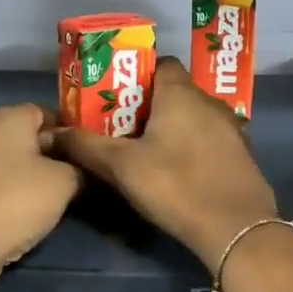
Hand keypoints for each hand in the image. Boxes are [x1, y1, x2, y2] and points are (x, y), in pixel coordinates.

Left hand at [0, 103, 80, 286]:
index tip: (87, 152)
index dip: (70, 130)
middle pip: (27, 137)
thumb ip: (78, 168)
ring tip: (54, 197)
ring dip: (31, 176)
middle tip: (77, 176)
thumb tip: (78, 169)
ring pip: (11, 162)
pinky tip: (25, 212)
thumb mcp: (65, 182)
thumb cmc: (18, 199)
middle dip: (52, 154)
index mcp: (10, 117)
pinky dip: (10, 192)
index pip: (48, 112)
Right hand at [46, 58, 277, 269]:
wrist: (235, 227)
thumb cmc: (176, 185)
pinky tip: (177, 170)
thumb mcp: (122, 166)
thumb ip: (86, 146)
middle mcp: (210, 102)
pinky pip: (209, 138)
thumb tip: (51, 133)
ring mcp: (231, 128)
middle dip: (148, 105)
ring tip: (145, 150)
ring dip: (171, 127)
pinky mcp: (241, 154)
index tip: (115, 97)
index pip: (161, 64)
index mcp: (181, 93)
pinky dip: (192, 145)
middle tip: (121, 127)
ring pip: (193, 116)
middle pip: (175, 91)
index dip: (137, 75)